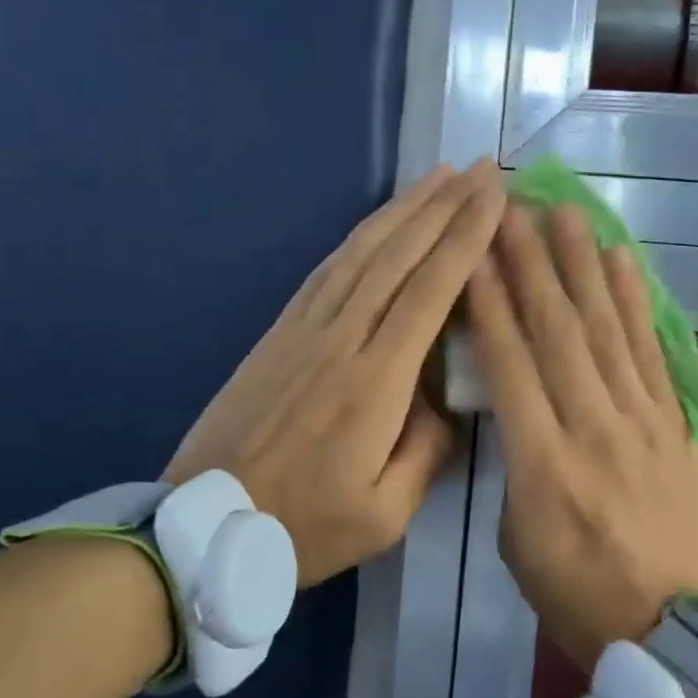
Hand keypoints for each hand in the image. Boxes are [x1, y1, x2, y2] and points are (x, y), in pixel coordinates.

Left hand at [165, 160, 504, 586]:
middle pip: (398, 256)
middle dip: (444, 207)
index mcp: (374, 383)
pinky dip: (361, 235)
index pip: (429, 292)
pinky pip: (328, 269)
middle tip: (480, 169)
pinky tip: (381, 221)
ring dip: (403, 209)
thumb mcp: (385, 513)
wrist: (202, 527)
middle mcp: (341, 339)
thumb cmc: (302, 527)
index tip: (495, 199)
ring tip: (438, 177)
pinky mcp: (280, 332)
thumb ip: (427, 450)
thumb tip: (446, 399)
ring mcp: (304, 329)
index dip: (465, 240)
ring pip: (360, 252)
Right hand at [465, 204, 697, 670]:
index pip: (510, 363)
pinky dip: (636, 303)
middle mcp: (593, 427)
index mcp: (542, 464)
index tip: (473, 250)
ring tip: (566, 213)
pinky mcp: (676, 423)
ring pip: (607, 329)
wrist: (674, 628)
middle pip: (557, 330)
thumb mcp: (517, 540)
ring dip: (584, 266)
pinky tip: (623, 262)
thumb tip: (516, 410)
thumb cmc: (578, 594)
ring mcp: (641, 420)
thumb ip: (514, 465)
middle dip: (531, 263)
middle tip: (513, 208)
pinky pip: (652, 352)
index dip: (489, 301)